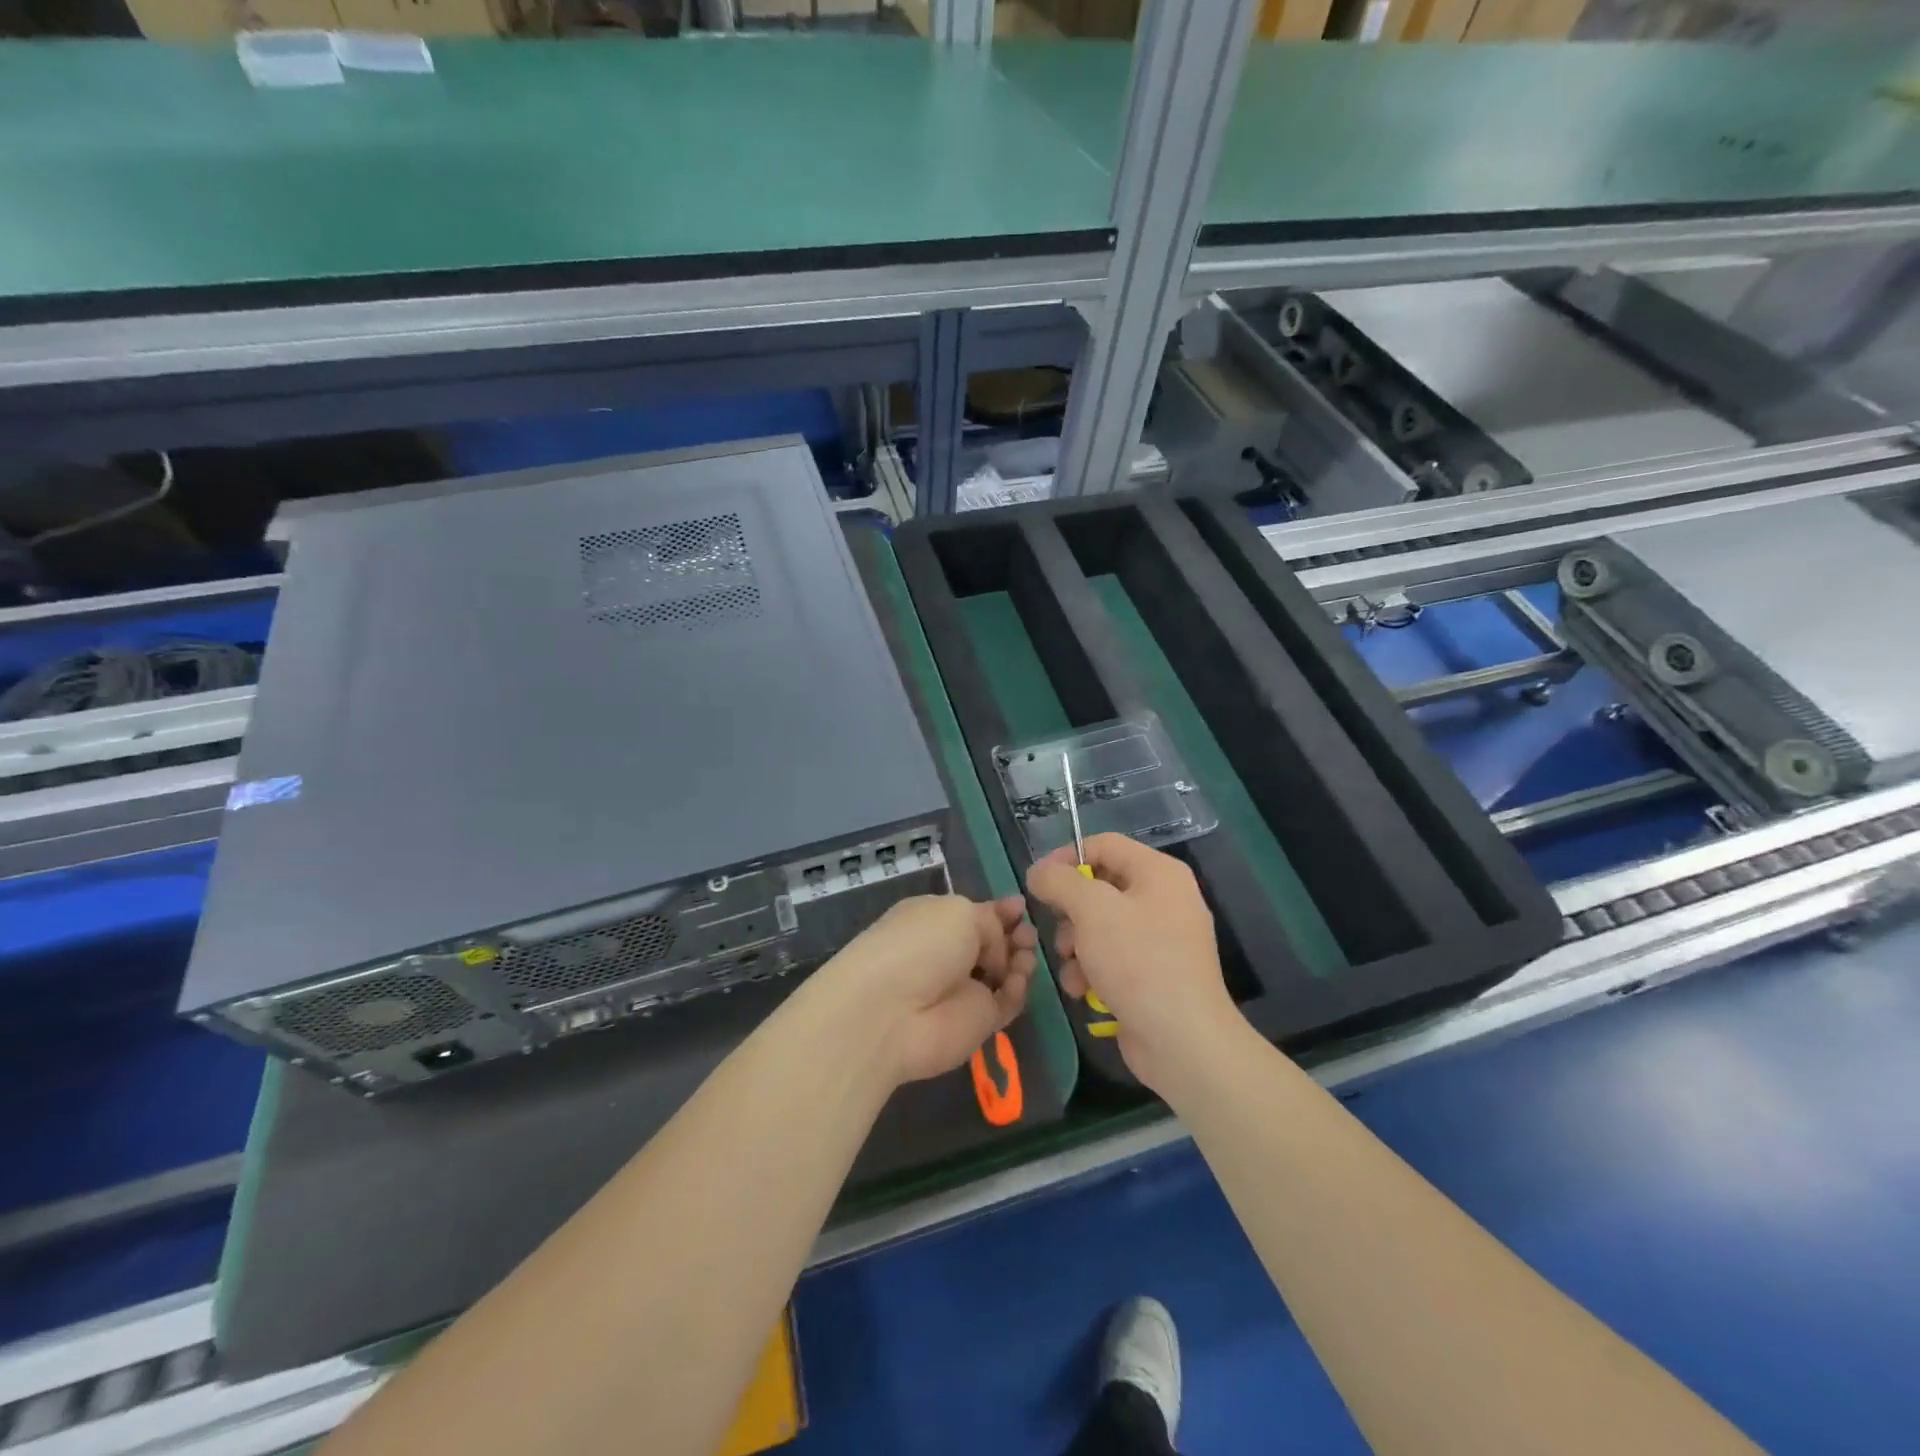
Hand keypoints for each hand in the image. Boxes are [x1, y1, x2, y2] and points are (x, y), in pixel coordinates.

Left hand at [813, 895, 1035, 1086]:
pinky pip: (1006, 1003)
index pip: (974, 913)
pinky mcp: (977, 1022)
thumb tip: (996, 952)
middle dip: (1014, 934)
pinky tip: (1017, 978)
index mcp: (935, 919)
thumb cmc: (920, 945)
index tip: (1021, 906)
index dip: (999, 910)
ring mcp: (963, 990)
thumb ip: (990, 923)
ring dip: (1020, 960)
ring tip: (1028, 952)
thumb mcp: (959, 912)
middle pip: (993, 943)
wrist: (892, 1012)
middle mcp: (948, 953)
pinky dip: (1017, 990)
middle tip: (1028, 932)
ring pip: (1004, 973)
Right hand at [1026, 834, 1238, 1093]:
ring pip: (1100, 926)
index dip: (1066, 857)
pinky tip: (1082, 989)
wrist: (1182, 1040)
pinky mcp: (1153, 974)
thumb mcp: (1091, 910)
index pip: (1103, 845)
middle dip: (1070, 911)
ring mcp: (1161, 940)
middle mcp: (1164, 899)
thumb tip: (1039, 872)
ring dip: (1076, 945)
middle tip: (1057, 931)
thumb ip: (1059, 881)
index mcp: (1159, 873)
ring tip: (1071, 967)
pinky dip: (1092, 969)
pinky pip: (1113, 957)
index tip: (1037, 881)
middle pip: (1100, 888)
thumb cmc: (1138, 961)